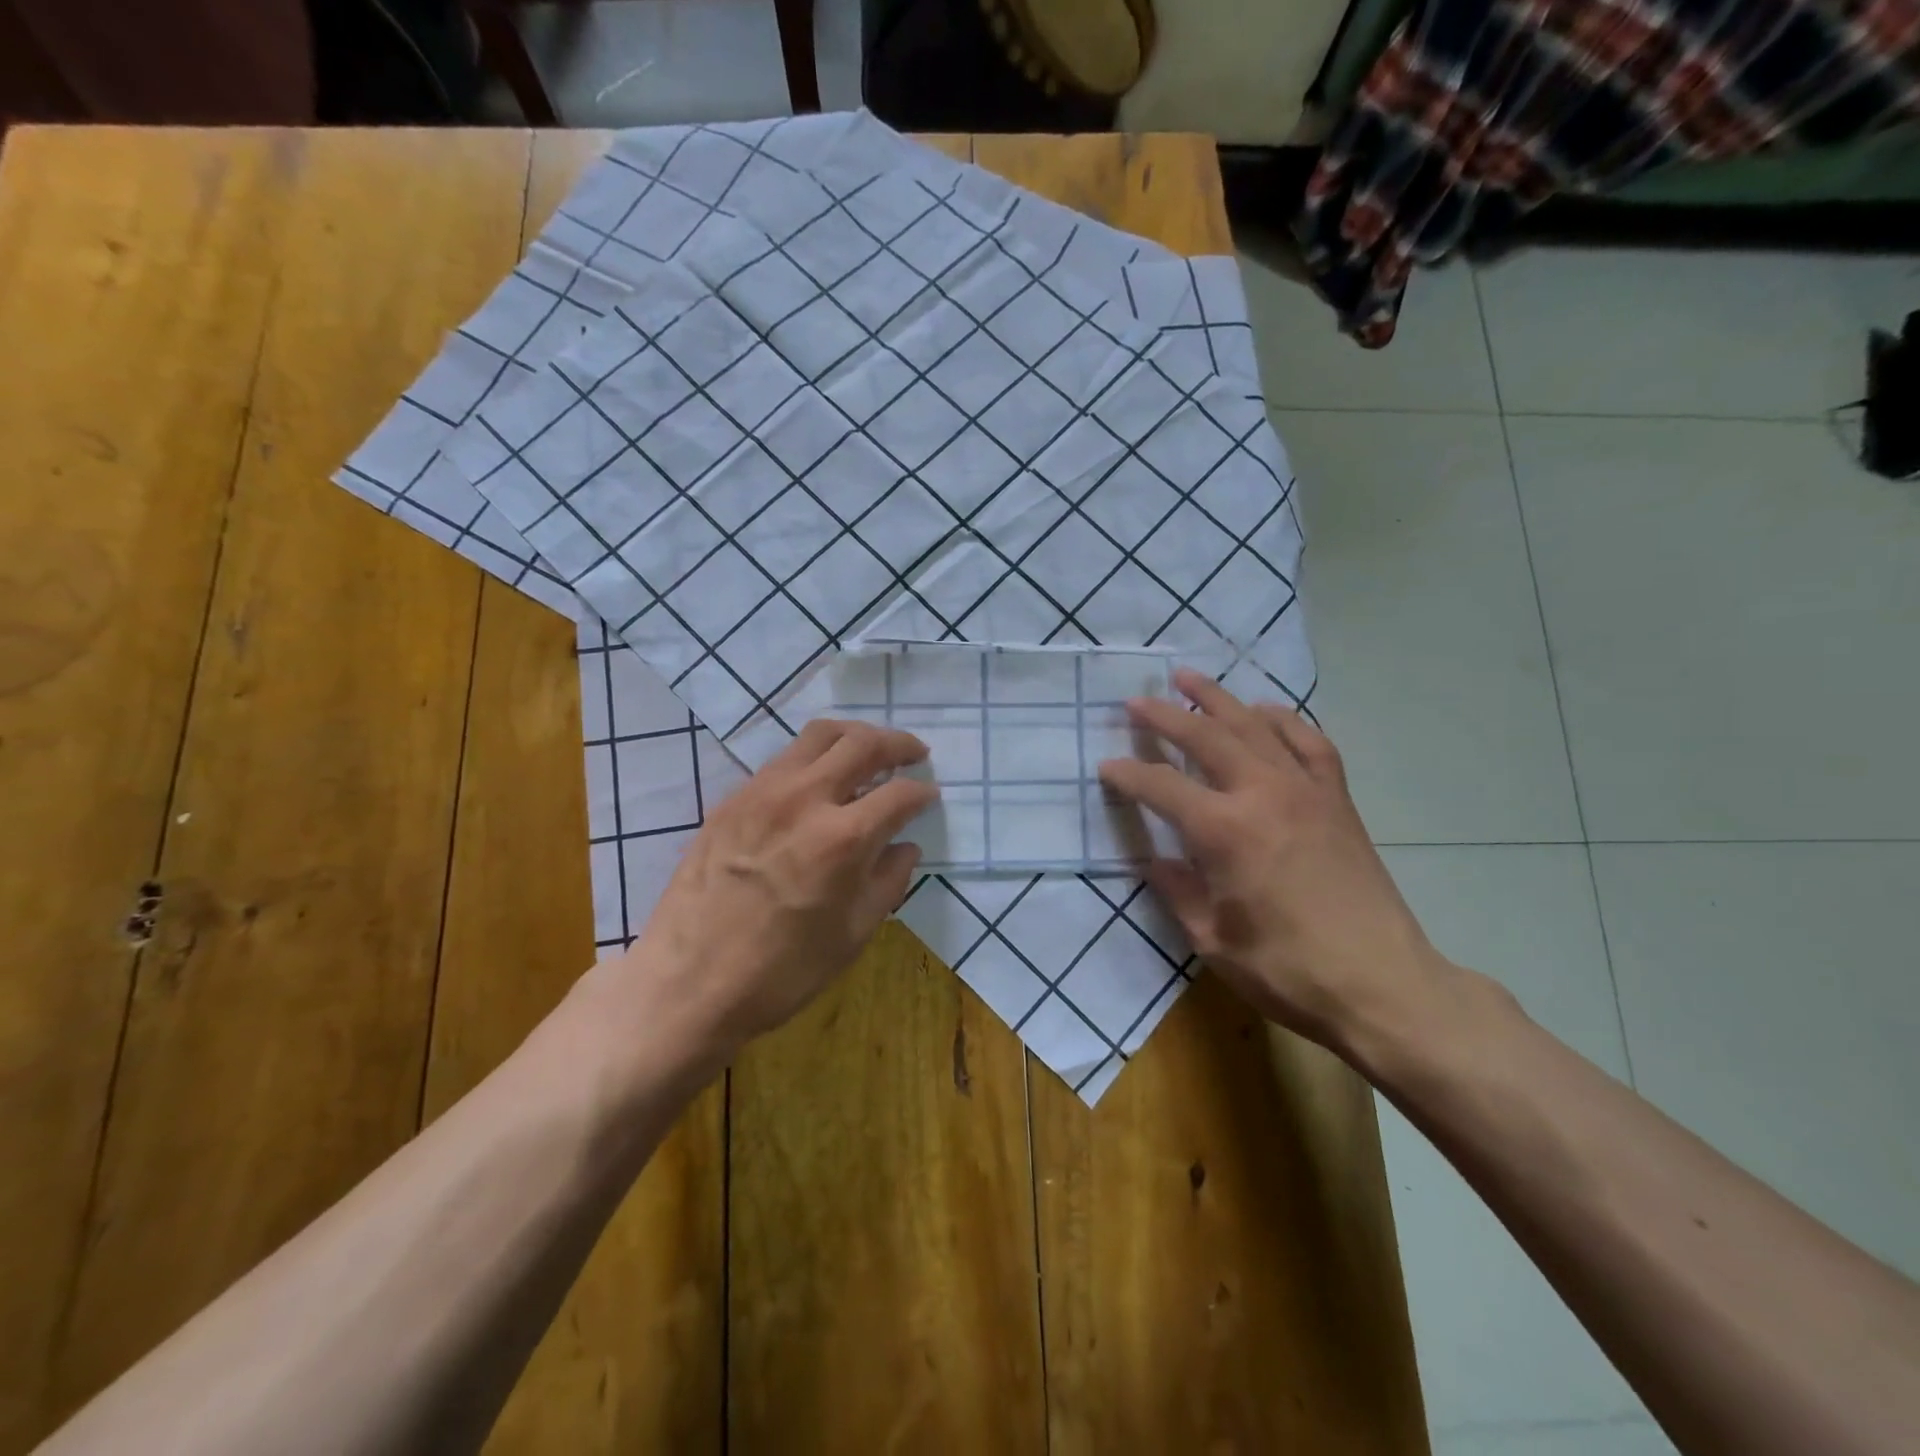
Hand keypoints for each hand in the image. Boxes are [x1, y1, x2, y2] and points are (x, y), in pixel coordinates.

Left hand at [600, 720, 936, 1066]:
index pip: (899, 794)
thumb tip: (905, 847)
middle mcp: (805, 799)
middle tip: (914, 754)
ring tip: (870, 750)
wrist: (687, 983)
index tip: (931, 796)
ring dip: (854, 736)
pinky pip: (783, 759)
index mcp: (842, 839)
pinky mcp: (732, 799)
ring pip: (818, 735)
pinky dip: (814, 757)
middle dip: (897, 743)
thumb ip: (888, 882)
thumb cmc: (781, 972)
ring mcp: (762, 792)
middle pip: (862, 743)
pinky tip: (820, 780)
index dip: (923, 793)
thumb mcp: (853, 935)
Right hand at [1098, 670, 1452, 1052]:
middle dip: (1165, 716)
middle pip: (1205, 737)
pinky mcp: (1337, 799)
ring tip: (1190, 679)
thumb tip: (1156, 860)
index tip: (1106, 766)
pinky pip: (1309, 742)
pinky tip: (1264, 712)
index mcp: (1224, 831)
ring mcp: (1306, 790)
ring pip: (1254, 726)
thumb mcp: (1211, 940)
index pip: (1162, 787)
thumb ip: (1177, 890)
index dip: (1128, 774)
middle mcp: (1263, 794)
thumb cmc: (1288, 971)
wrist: (1383, 985)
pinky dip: (1283, 720)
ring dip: (1218, 699)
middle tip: (1136, 701)